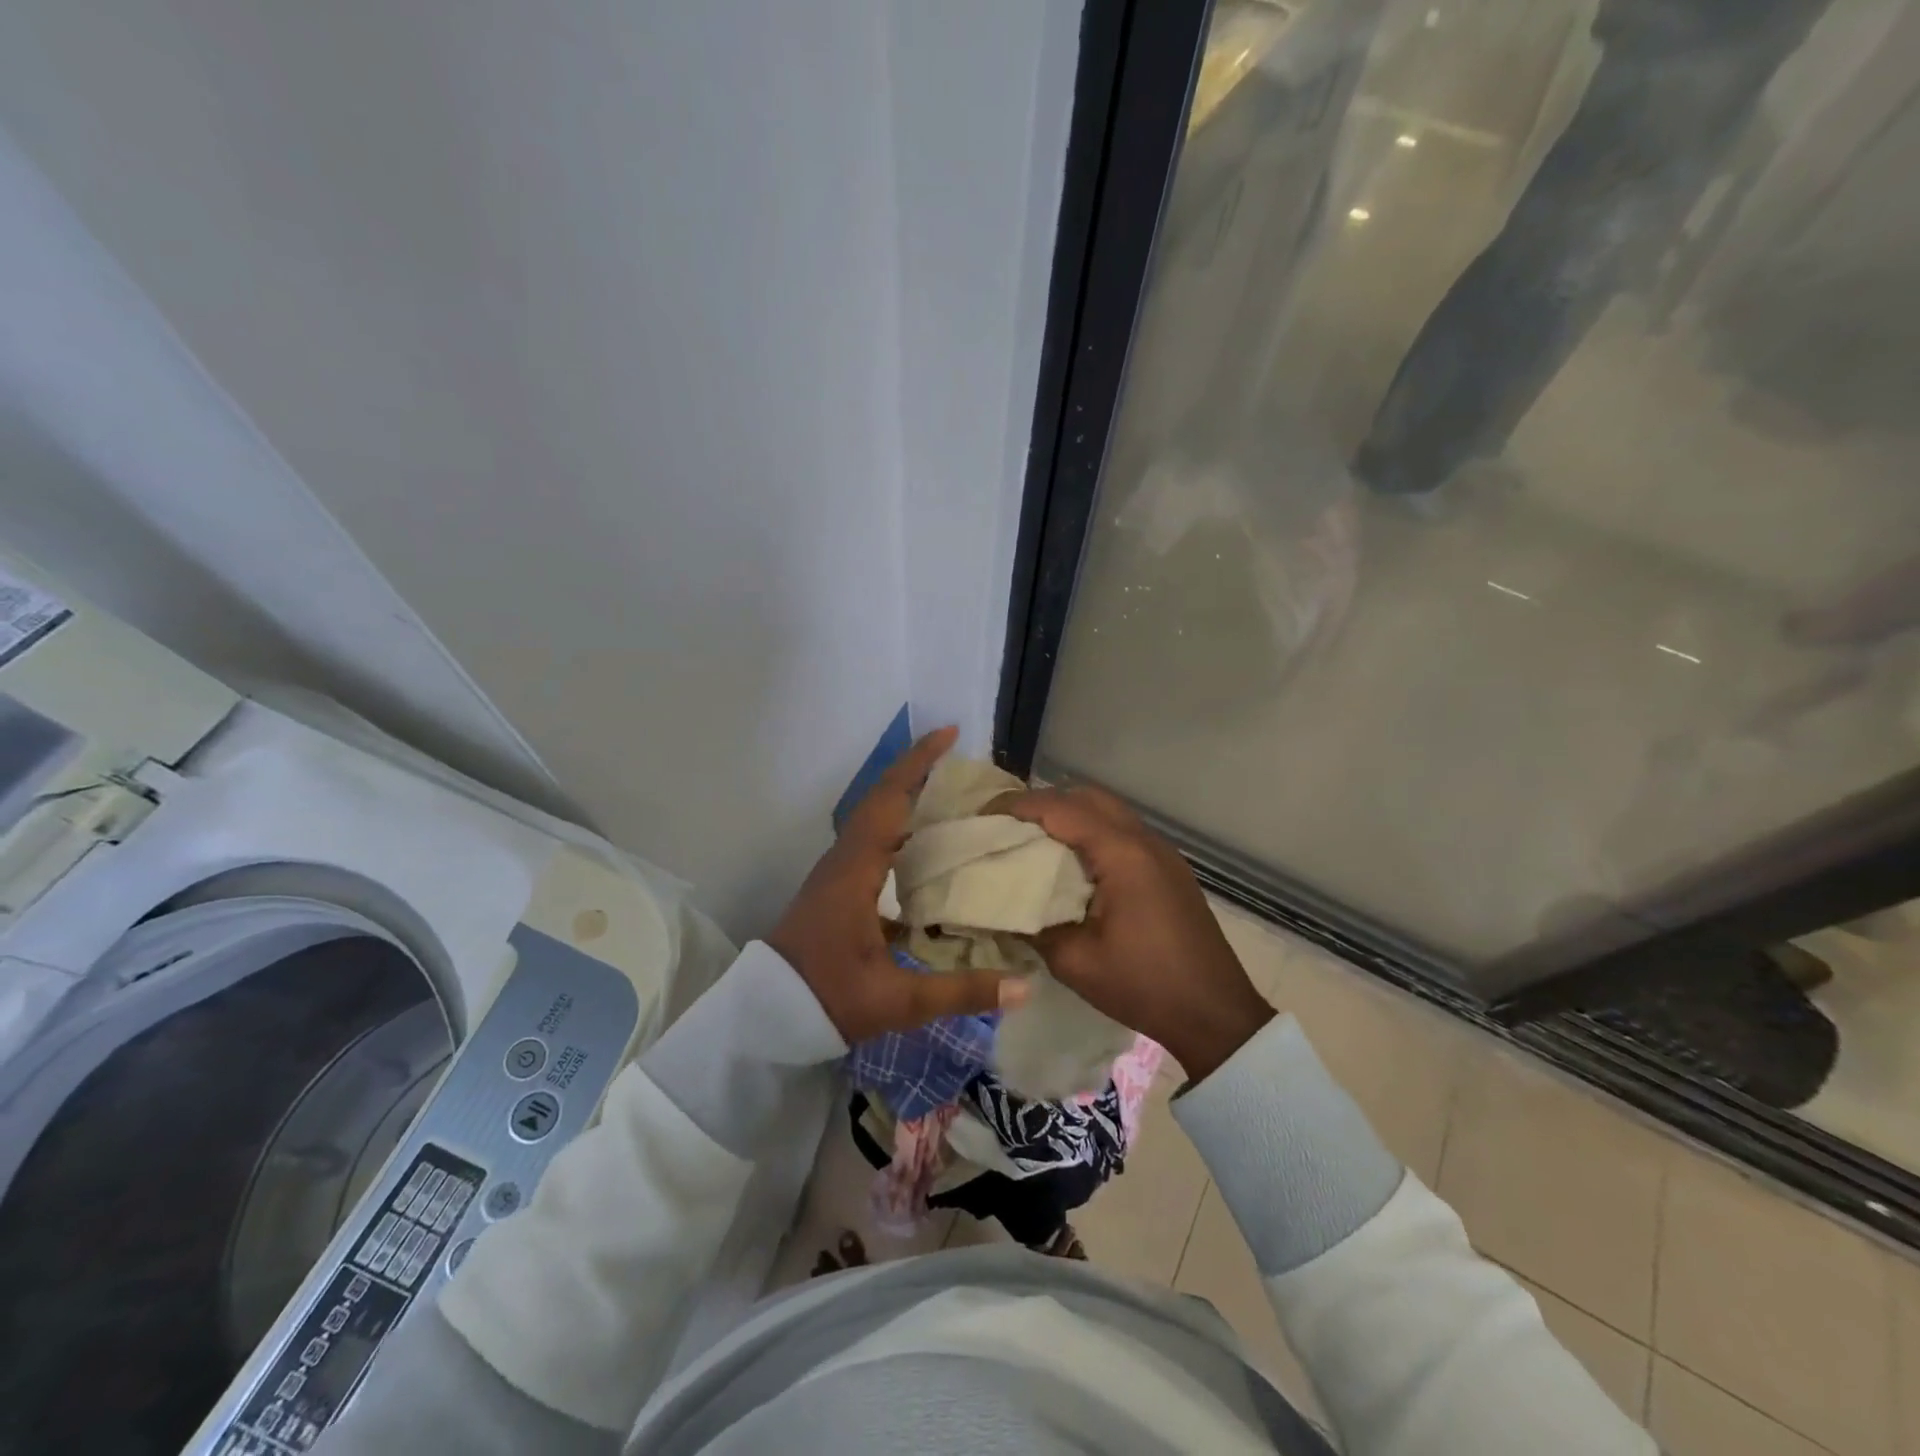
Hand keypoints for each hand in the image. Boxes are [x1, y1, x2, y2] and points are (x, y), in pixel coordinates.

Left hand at [768, 727, 1025, 1042]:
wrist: (766, 1016)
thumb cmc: (827, 999)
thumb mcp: (896, 1000)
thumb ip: (960, 992)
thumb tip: (1024, 986)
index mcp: (855, 871)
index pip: (888, 801)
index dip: (917, 764)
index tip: (949, 734)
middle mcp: (844, 860)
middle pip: (881, 799)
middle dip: (918, 772)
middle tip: (962, 762)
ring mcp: (837, 872)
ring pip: (875, 818)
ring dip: (907, 797)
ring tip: (952, 794)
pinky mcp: (838, 887)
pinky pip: (873, 841)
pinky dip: (900, 826)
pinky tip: (926, 844)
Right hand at [994, 785, 1272, 1080]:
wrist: (1215, 1015)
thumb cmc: (1144, 986)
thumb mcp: (1075, 962)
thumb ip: (1032, 926)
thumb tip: (998, 906)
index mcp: (1122, 854)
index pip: (1061, 809)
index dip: (1018, 806)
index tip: (983, 815)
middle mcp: (1144, 840)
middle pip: (1086, 797)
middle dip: (1042, 803)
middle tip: (1006, 825)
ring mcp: (1161, 852)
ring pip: (1107, 811)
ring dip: (1069, 816)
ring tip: (1032, 841)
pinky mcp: (1168, 868)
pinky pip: (1122, 831)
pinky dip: (1090, 832)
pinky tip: (1071, 863)